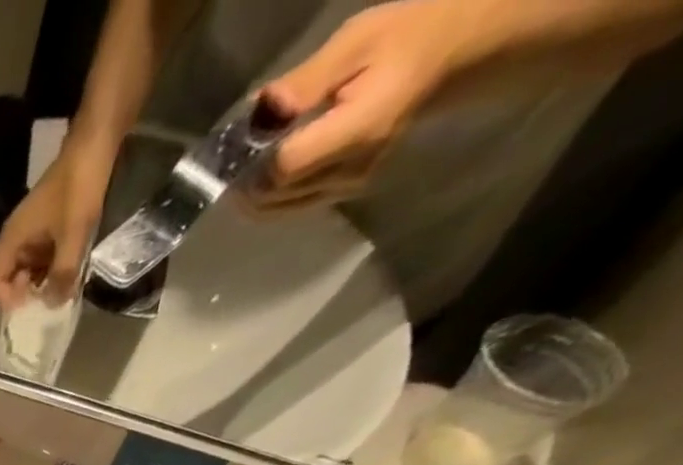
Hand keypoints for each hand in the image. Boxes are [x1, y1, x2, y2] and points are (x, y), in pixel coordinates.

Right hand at [0, 136, 114, 308]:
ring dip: (41, 283)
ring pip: (27, 271)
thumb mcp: (72, 236)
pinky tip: (69, 273)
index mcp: (12, 241)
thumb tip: (54, 305)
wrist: (94, 145)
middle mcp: (16, 240)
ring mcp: (31, 234)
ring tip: (62, 289)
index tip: (30, 304)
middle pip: (10, 279)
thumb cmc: (77, 189)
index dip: (8, 299)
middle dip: (26, 294)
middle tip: (49, 298)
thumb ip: (62, 274)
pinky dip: (51, 269)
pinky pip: (41, 258)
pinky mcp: (46, 229)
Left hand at [251, 0, 460, 211]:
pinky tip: (264, 171)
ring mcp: (346, 189)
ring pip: (276, 209)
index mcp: (357, 132)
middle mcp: (350, 172)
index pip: (283, 169)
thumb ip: (306, 81)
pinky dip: (269, 194)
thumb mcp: (358, 40)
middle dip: (244, 180)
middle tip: (232, 153)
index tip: (238, 143)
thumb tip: (262, 110)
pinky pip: (289, 206)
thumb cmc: (405, 38)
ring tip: (245, 161)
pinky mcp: (341, 195)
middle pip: (273, 196)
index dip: (252, 162)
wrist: (449, 57)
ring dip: (252, 192)